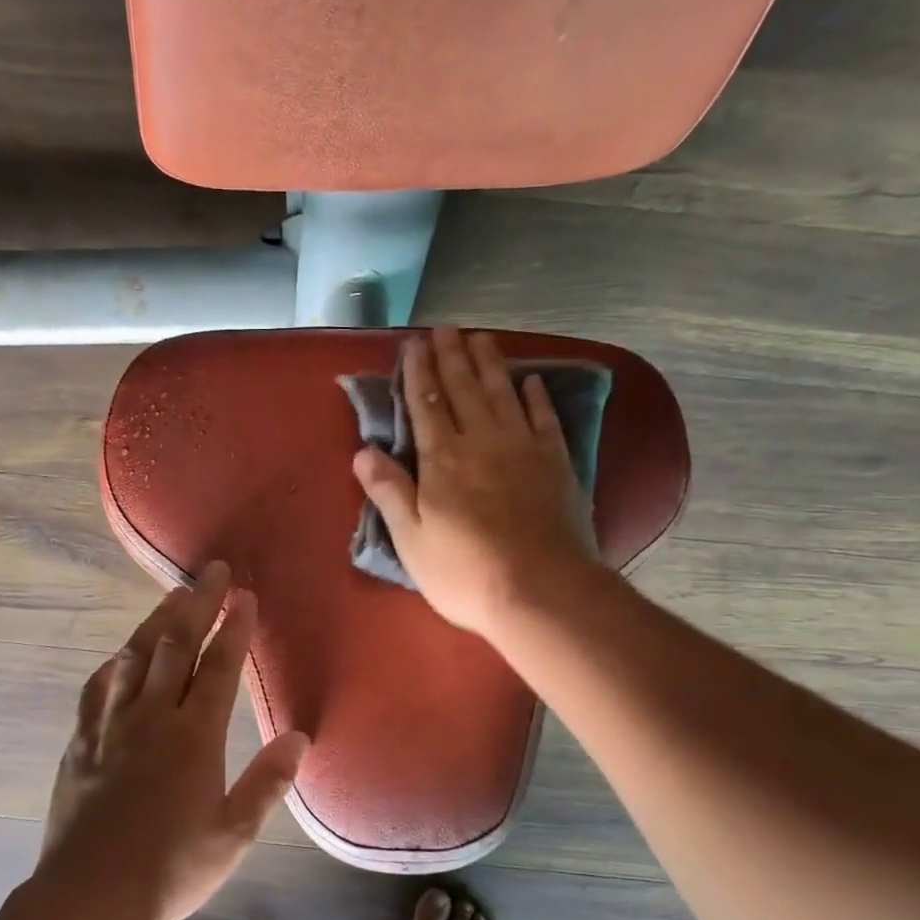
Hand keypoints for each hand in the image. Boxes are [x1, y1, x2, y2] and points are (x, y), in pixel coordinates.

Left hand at [39, 561, 309, 919]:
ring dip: (156, 623)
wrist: (91, 897)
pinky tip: (120, 655)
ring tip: (172, 595)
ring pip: (135, 658)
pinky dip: (114, 665)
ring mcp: (111, 727)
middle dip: (198, 605)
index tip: (244, 596)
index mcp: (194, 736)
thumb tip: (299, 737)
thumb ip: (268, 781)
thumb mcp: (234, 833)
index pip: (219, 668)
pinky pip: (97, 690)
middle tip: (212, 572)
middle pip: (176, 647)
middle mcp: (152, 718)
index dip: (234, 629)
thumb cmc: (172, 868)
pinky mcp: (80, 744)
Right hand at [353, 327, 593, 637]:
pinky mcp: (556, 464)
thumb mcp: (411, 539)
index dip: (418, 373)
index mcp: (442, 460)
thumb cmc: (465, 572)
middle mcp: (482, 441)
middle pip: (464, 389)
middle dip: (452, 357)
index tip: (413, 344)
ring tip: (481, 338)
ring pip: (503, 394)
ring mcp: (524, 449)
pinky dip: (536, 396)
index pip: (426, 405)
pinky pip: (544, 418)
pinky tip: (531, 381)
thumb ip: (389, 491)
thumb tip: (362, 452)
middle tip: (446, 328)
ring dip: (490, 364)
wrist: (542, 592)